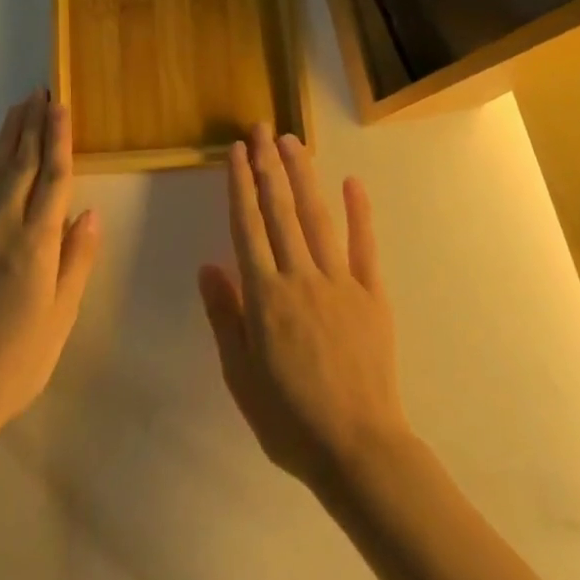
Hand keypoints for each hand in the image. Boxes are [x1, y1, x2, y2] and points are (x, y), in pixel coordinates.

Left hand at [0, 90, 100, 444]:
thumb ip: (76, 259)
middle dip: (34, 125)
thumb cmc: (17, 359)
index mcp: (37, 242)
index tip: (60, 106)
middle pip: (23, 163)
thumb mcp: (61, 315)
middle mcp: (3, 225)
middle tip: (40, 92)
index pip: (54, 176)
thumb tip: (88, 213)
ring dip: (9, 138)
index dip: (59, 138)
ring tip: (19, 109)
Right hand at [198, 126, 408, 491]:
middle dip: (268, 166)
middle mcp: (300, 276)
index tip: (236, 151)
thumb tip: (208, 265)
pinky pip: (364, 246)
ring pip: (316, 217)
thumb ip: (225, 316)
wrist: (358, 450)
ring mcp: (340, 282)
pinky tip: (352, 182)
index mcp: (265, 295)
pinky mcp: (371, 294)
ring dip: (303, 176)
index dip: (240, 185)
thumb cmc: (289, 419)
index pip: (247, 226)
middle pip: (280, 210)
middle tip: (261, 129)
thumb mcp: (240, 375)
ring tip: (292, 141)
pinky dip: (359, 212)